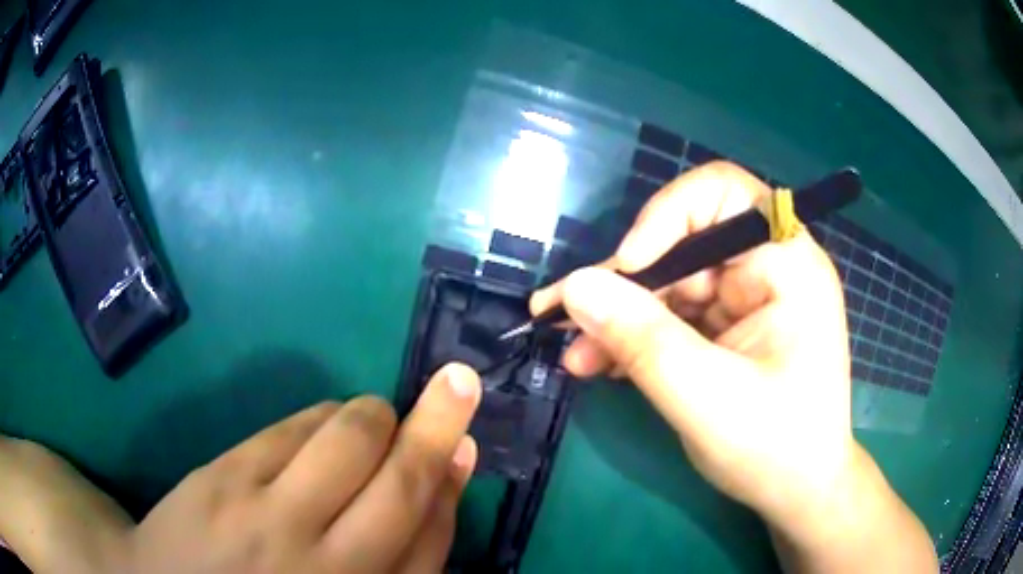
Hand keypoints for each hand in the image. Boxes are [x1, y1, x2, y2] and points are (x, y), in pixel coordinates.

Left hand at [0, 363, 481, 573]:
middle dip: (437, 425)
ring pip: (347, 440)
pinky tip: (325, 425)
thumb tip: (435, 491)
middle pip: (400, 483)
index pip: (430, 537)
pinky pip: (291, 429)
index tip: (466, 442)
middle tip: (460, 381)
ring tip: (377, 416)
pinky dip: (321, 417)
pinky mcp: (224, 476)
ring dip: (374, 415)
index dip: (452, 484)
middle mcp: (325, 564)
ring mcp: (268, 517)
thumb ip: (390, 559)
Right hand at [532, 162, 853, 527]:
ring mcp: (745, 300)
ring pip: (668, 284)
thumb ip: (641, 340)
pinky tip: (597, 362)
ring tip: (573, 353)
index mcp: (788, 265)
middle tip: (562, 315)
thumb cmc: (775, 448)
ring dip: (618, 316)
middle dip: (624, 282)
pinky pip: (671, 317)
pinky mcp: (725, 329)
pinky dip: (633, 337)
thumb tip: (575, 286)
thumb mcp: (706, 398)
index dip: (668, 214)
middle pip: (683, 243)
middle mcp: (767, 269)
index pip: (724, 193)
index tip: (630, 267)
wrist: (796, 492)